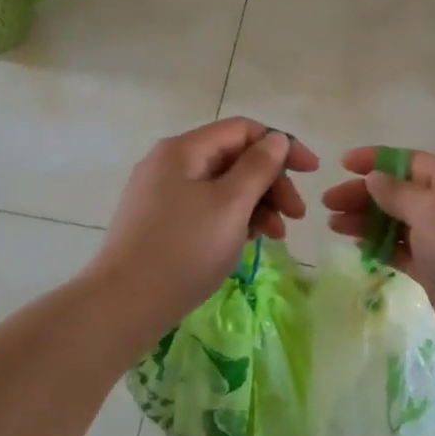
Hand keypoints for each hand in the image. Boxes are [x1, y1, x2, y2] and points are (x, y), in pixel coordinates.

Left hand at [88, 118, 318, 335]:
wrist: (122, 305)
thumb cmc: (183, 250)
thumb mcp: (230, 205)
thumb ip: (258, 167)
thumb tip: (276, 139)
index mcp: (184, 150)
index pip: (243, 130)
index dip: (282, 145)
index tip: (312, 172)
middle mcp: (170, 163)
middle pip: (233, 158)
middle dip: (271, 182)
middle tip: (297, 216)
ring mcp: (161, 193)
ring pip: (221, 186)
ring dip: (256, 204)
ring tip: (275, 235)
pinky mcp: (159, 222)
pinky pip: (206, 208)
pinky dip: (232, 219)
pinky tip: (248, 242)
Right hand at [323, 147, 434, 361]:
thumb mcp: (431, 210)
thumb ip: (398, 192)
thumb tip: (375, 177)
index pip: (411, 162)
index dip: (377, 160)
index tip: (343, 165)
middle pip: (401, 193)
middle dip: (365, 194)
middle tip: (329, 203)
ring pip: (398, 223)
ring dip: (367, 220)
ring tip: (334, 225)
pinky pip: (402, 251)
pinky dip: (380, 246)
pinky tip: (358, 245)